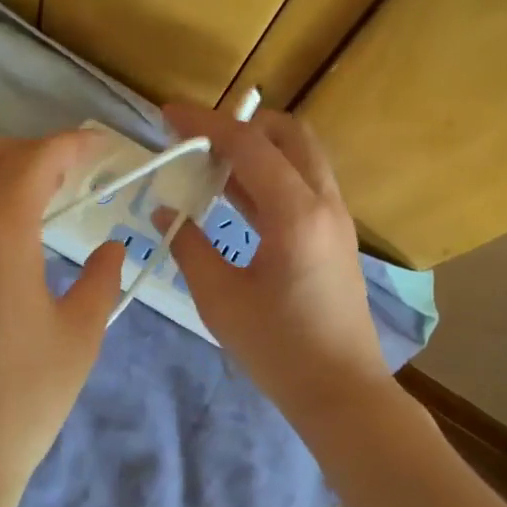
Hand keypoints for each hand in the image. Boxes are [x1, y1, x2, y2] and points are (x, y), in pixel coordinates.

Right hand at [159, 102, 389, 422]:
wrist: (341, 391)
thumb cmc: (277, 349)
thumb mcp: (219, 298)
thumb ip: (188, 246)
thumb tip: (165, 212)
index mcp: (295, 213)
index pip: (247, 144)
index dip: (204, 123)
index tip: (167, 115)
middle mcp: (324, 202)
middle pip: (288, 133)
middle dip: (240, 125)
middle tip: (197, 142)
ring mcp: (336, 218)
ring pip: (299, 156)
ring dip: (256, 150)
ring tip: (208, 166)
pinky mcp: (336, 235)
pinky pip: (302, 184)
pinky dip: (269, 176)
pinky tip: (234, 197)